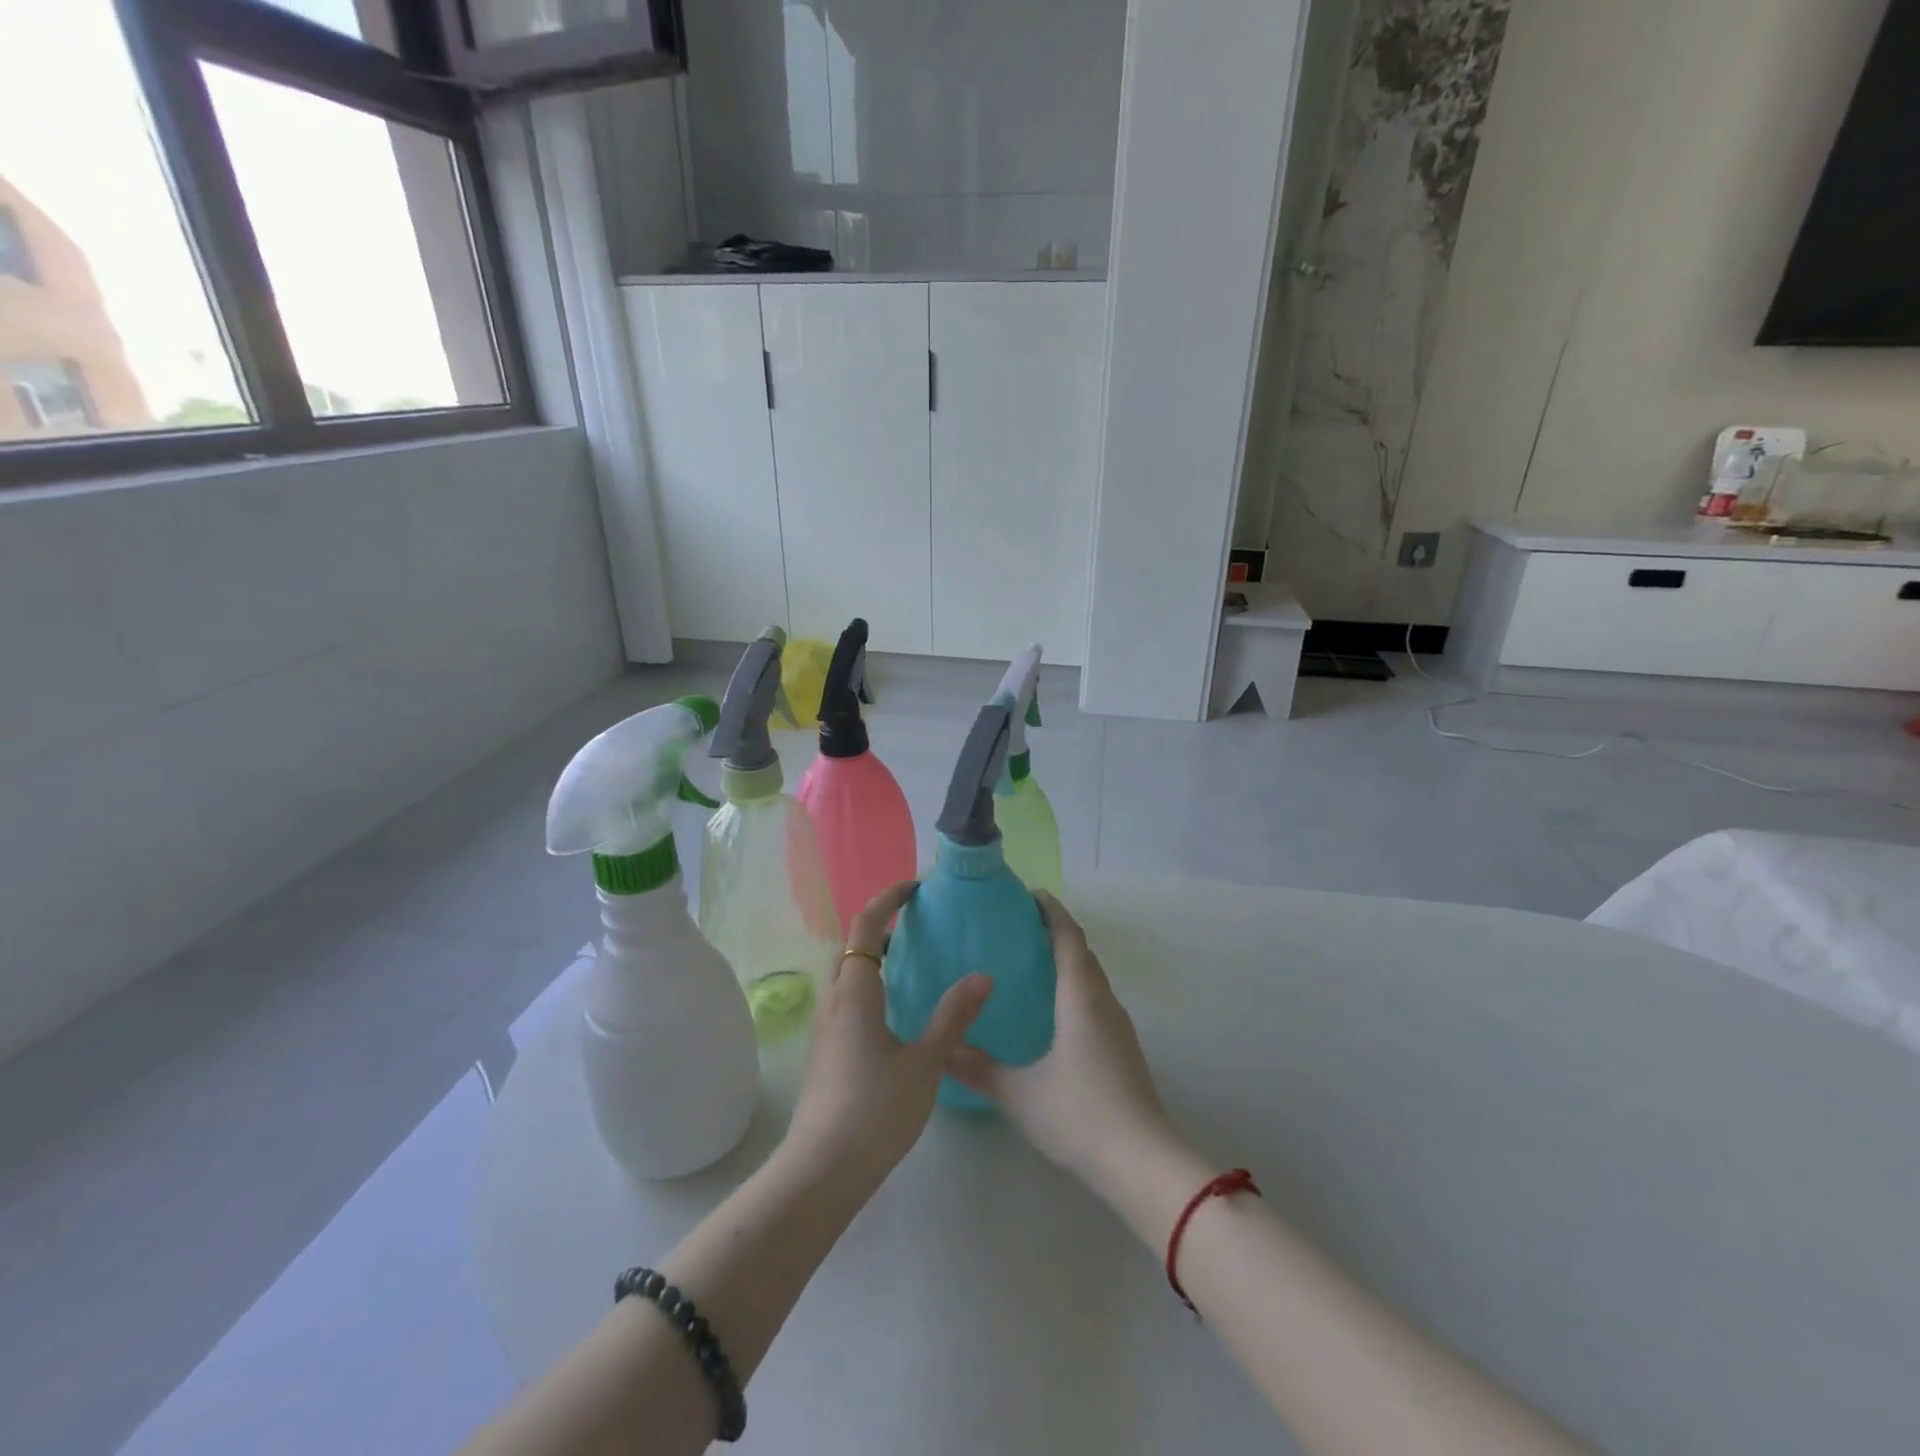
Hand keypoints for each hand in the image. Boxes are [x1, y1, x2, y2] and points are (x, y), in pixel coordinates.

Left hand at [781, 880, 991, 1191]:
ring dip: (873, 958)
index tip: (915, 889)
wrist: (821, 1171)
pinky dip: (869, 985)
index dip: (887, 900)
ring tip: (912, 963)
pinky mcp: (825, 1050)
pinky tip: (897, 1012)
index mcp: (854, 992)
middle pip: (851, 947)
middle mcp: (833, 1000)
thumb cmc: (875, 1111)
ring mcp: (824, 1027)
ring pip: (845, 975)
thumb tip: (982, 975)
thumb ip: (952, 1016)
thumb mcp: (924, 1063)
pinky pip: (846, 999)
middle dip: (880, 927)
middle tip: (918, 925)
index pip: (865, 927)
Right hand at [946, 892, 1174, 1189]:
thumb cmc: (1079, 1114)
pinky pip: (1097, 1000)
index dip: (1051, 911)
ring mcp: (1119, 1026)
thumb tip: (943, 1048)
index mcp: (1080, 997)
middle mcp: (1103, 1001)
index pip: (1068, 937)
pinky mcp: (1124, 1049)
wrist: (1143, 1162)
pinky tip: (1056, 1012)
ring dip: (1069, 960)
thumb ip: (978, 1068)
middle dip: (1057, 932)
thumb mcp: (1019, 1093)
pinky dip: (1077, 987)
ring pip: (1093, 977)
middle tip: (1021, 928)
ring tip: (1034, 964)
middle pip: (1083, 952)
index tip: (1030, 895)